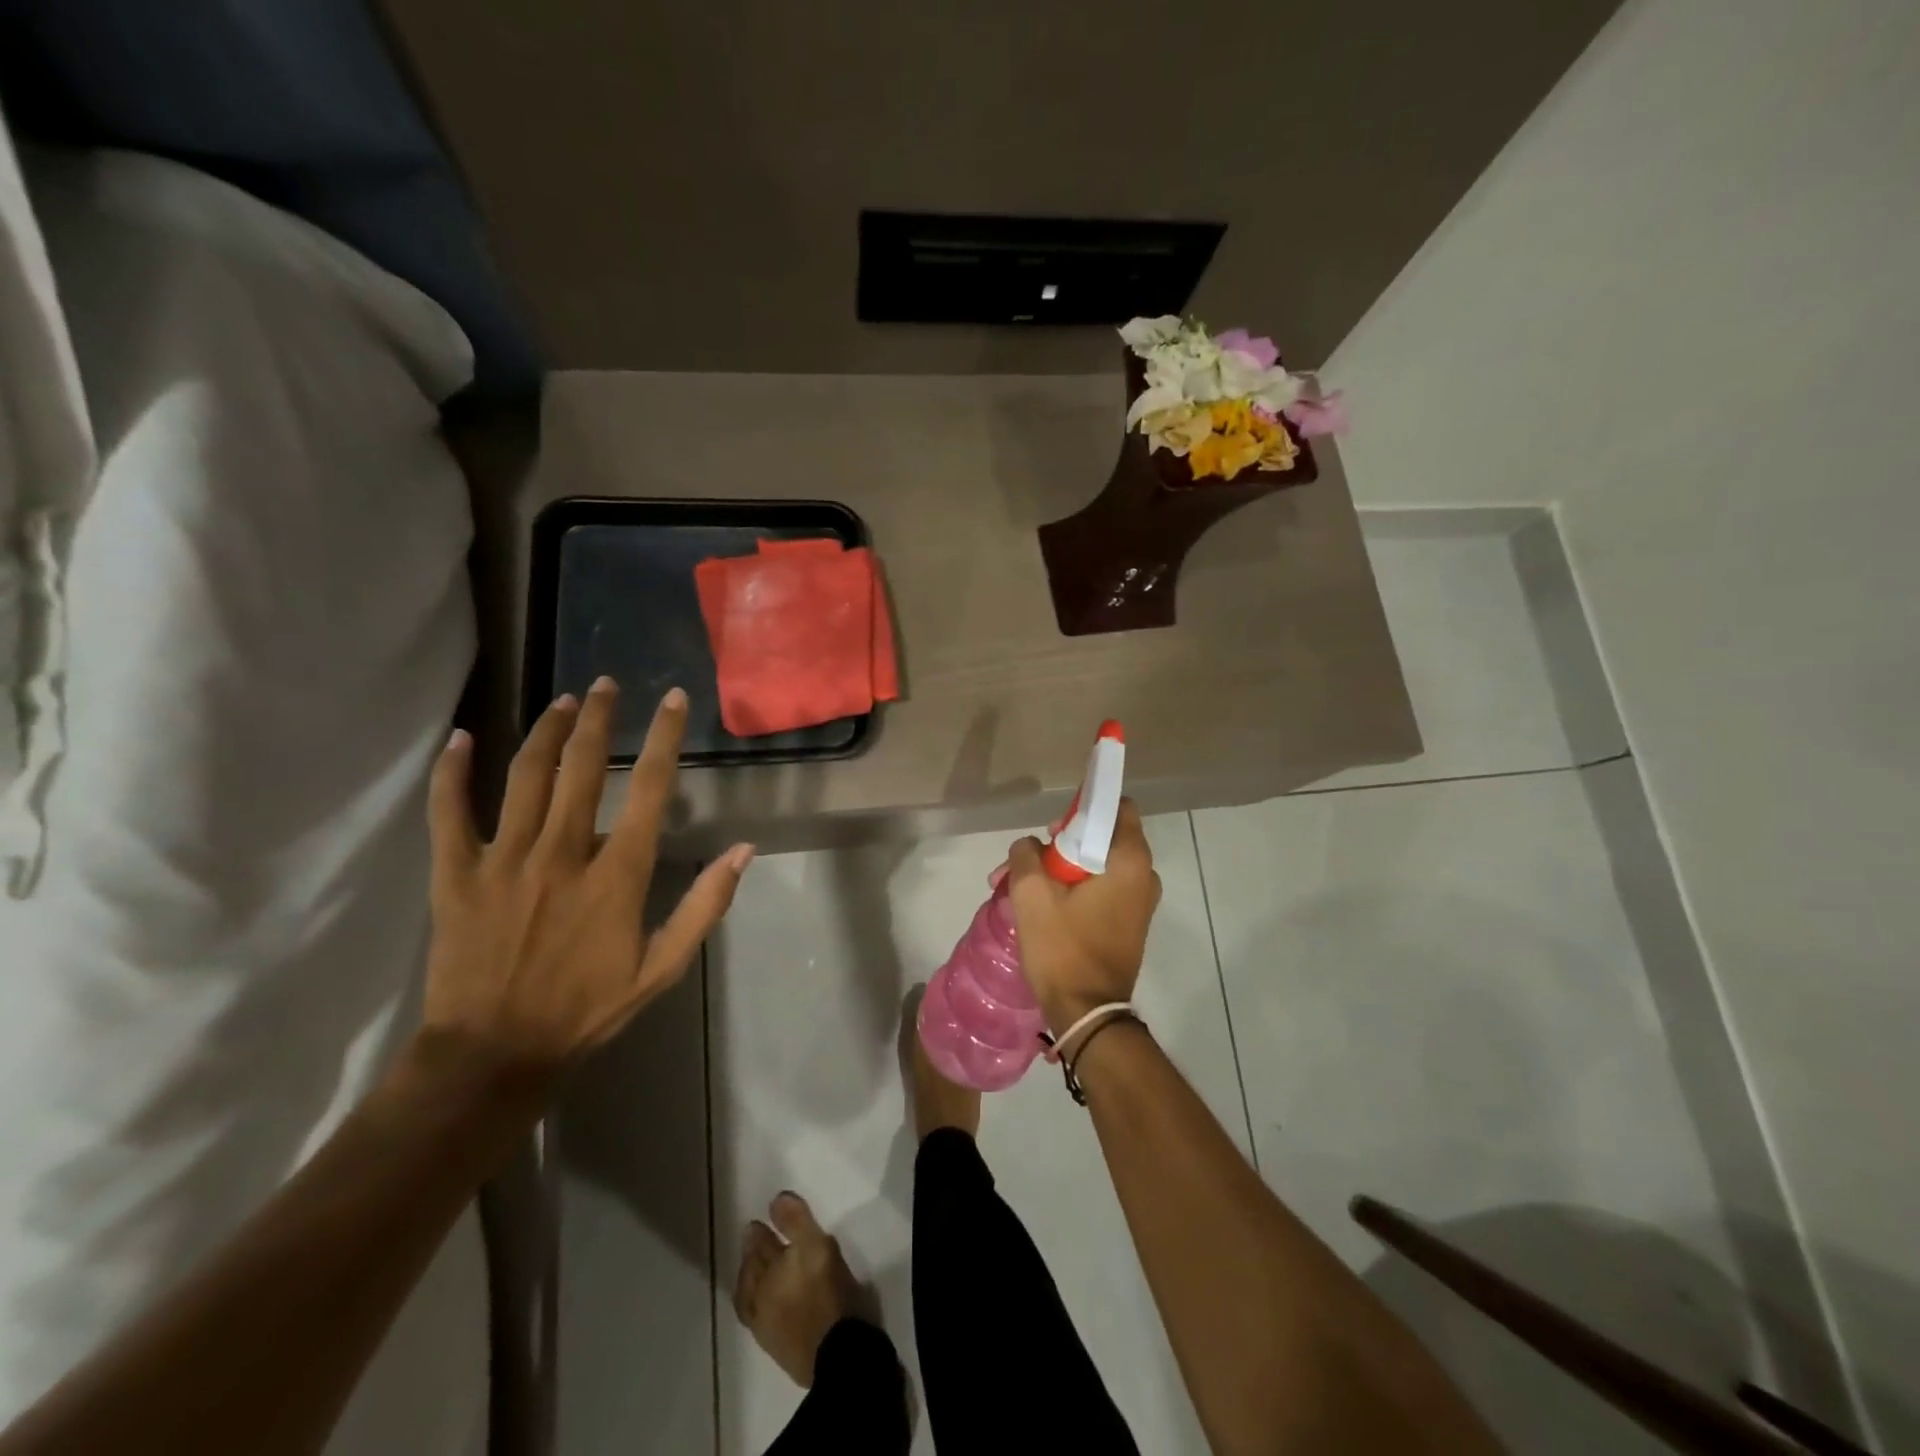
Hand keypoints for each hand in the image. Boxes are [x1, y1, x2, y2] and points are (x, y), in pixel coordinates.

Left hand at [422, 678, 752, 1080]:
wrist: (493, 1056)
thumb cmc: (586, 1011)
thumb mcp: (662, 970)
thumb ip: (704, 907)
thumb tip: (743, 850)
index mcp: (616, 875)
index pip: (650, 790)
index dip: (665, 739)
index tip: (673, 700)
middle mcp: (562, 854)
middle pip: (582, 768)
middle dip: (599, 719)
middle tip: (606, 685)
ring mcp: (504, 861)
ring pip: (524, 778)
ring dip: (546, 733)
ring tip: (563, 702)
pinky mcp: (455, 875)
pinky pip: (449, 813)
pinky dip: (453, 773)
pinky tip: (461, 739)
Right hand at [1004, 797, 1159, 1033]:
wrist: (1087, 1014)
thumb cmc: (1062, 948)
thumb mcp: (1031, 894)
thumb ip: (1026, 854)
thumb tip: (1030, 846)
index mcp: (1130, 860)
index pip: (1117, 807)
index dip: (1084, 809)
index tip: (1054, 828)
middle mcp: (1144, 876)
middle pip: (1100, 838)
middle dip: (1059, 845)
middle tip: (1026, 863)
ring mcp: (1139, 903)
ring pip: (1095, 867)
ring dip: (1059, 871)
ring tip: (1019, 889)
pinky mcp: (1128, 924)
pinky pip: (1100, 890)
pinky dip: (1072, 890)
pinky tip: (1040, 907)